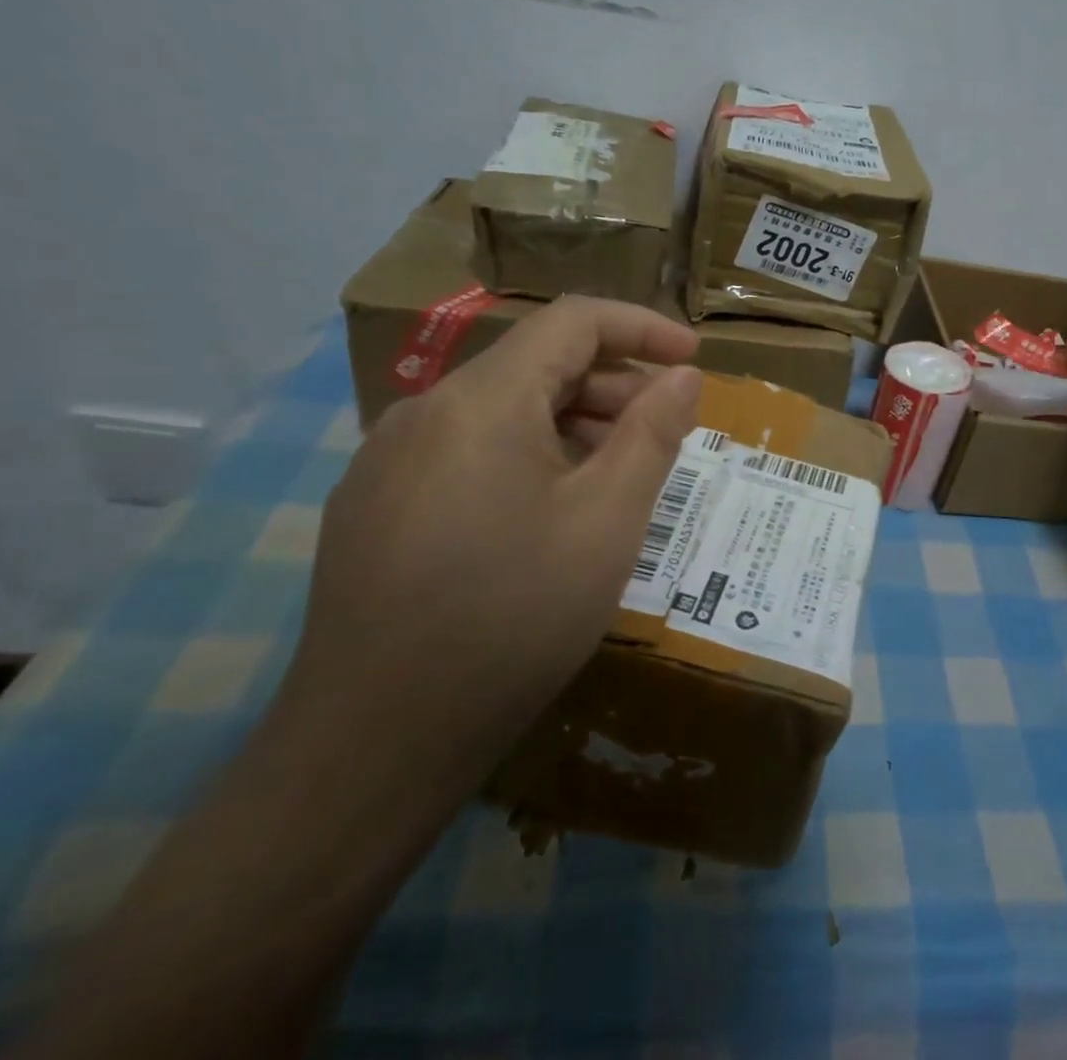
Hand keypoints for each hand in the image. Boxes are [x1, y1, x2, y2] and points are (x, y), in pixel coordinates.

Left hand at [281, 296, 701, 776]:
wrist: (373, 745)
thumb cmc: (513, 618)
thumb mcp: (608, 522)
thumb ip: (653, 434)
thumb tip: (682, 376)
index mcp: (481, 401)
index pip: (572, 321)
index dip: (642, 328)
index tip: (693, 359)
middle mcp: (424, 411)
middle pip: (536, 364)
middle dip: (613, 385)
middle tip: (666, 432)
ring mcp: (389, 459)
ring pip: (501, 410)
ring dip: (571, 424)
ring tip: (618, 476)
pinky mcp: (374, 504)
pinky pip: (466, 450)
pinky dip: (526, 455)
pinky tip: (550, 513)